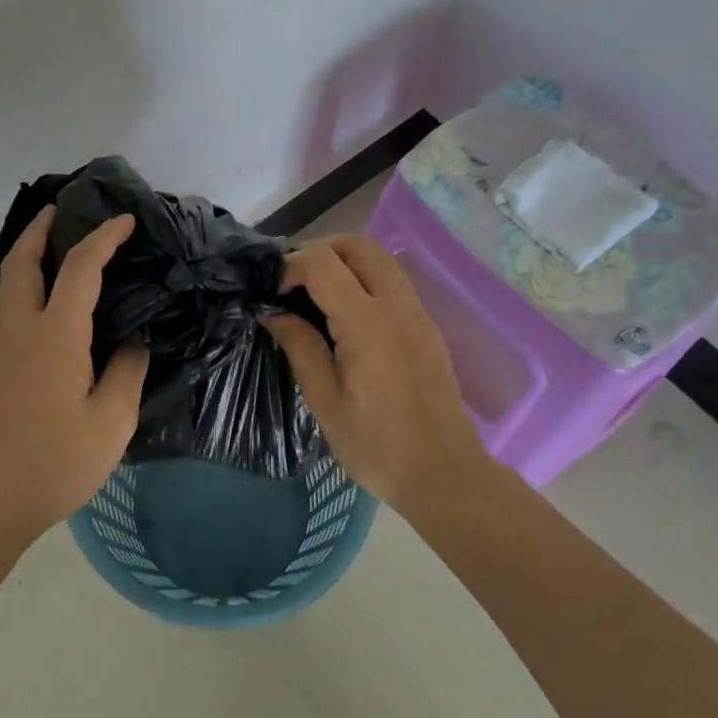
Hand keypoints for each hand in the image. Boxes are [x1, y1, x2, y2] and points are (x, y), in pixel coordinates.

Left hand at [0, 206, 149, 541]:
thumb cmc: (56, 461)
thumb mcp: (112, 420)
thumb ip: (127, 370)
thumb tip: (133, 339)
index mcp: (55, 336)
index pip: (80, 269)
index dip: (103, 238)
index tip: (125, 220)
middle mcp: (21, 331)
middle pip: (21, 263)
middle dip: (39, 229)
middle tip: (61, 210)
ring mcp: (1, 349)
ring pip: (8, 284)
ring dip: (27, 254)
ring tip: (52, 244)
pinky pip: (9, 307)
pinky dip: (25, 283)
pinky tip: (48, 300)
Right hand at [264, 234, 488, 513]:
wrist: (444, 473)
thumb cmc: (377, 445)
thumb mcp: (325, 401)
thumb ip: (299, 346)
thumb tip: (273, 312)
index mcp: (367, 323)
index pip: (322, 263)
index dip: (290, 268)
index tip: (272, 295)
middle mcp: (396, 305)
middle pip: (356, 244)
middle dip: (318, 251)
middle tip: (293, 284)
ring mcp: (417, 312)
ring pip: (378, 257)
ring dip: (343, 261)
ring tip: (315, 295)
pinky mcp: (426, 325)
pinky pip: (391, 280)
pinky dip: (363, 278)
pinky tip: (344, 314)